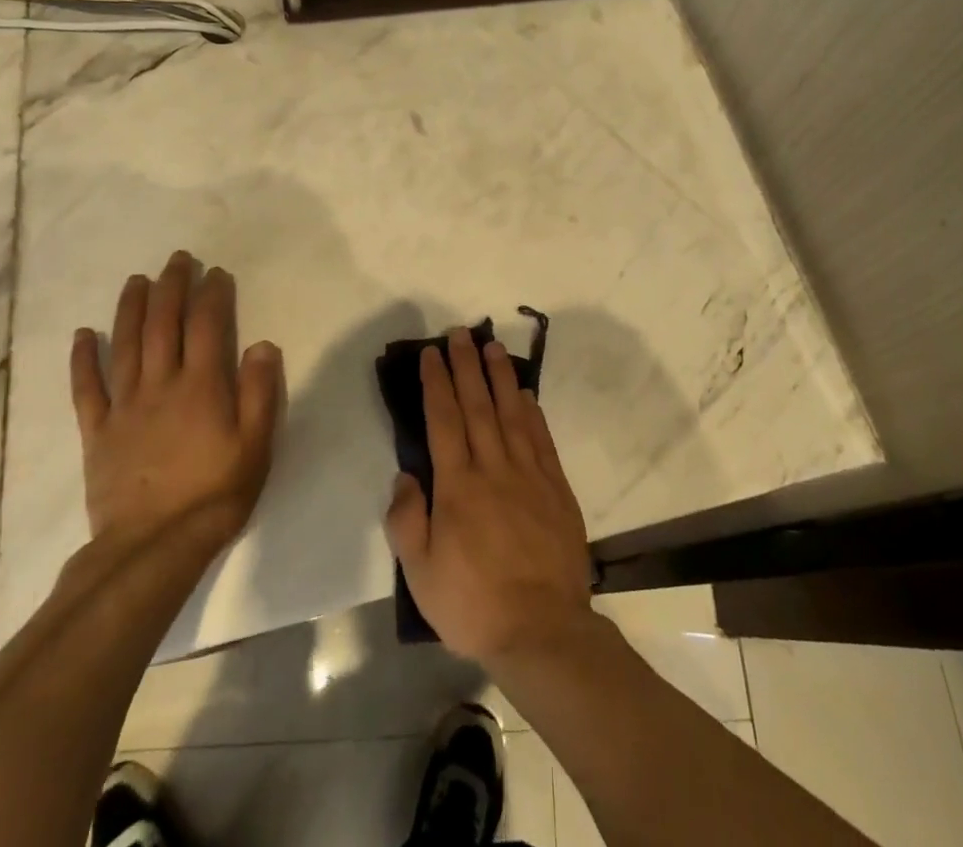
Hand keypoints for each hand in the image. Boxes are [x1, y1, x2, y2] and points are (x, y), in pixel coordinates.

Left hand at [69, 252, 282, 553]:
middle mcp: (161, 384)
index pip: (207, 325)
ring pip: (126, 345)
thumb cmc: (215, 493)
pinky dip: (83, 360)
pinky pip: (87, 389)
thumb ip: (260, 391)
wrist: (153, 547)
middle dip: (172, 287)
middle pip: (164, 324)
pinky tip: (82, 335)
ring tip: (136, 280)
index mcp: (202, 385)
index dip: (212, 294)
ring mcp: (125, 406)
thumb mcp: (256, 444)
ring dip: (131, 308)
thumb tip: (262, 343)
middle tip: (177, 260)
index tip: (216, 273)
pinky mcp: (98, 432)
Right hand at [384, 328, 594, 668]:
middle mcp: (493, 468)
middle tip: (460, 333)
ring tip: (492, 347)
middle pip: (478, 405)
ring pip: (512, 413)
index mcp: (458, 486)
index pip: (443, 420)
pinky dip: (532, 411)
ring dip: (500, 377)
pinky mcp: (556, 487)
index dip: (436, 383)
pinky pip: (541, 438)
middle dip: (466, 366)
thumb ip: (407, 520)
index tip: (431, 354)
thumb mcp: (421, 574)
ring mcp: (529, 474)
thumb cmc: (473, 604)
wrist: (542, 630)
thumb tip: (406, 475)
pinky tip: (526, 393)